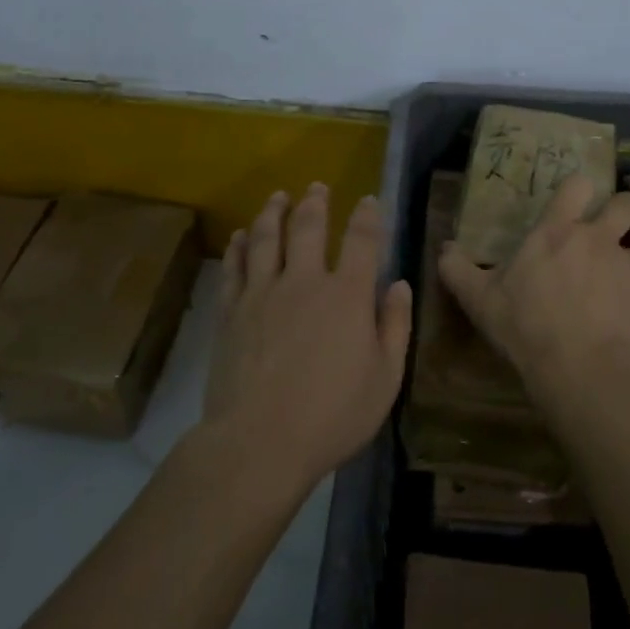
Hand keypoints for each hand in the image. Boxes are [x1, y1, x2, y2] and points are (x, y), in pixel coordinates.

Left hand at [205, 183, 412, 494]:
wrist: (259, 442)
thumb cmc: (332, 416)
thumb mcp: (385, 379)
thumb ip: (395, 327)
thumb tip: (399, 284)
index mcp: (347, 295)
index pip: (361, 240)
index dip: (367, 215)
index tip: (368, 200)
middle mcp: (304, 281)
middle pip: (308, 227)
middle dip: (315, 202)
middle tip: (317, 186)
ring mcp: (263, 293)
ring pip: (266, 237)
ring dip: (273, 212)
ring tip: (278, 196)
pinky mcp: (231, 311)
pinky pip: (234, 267)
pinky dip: (238, 246)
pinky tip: (240, 236)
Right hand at [438, 174, 629, 398]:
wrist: (581, 370)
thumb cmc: (525, 325)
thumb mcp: (479, 299)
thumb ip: (457, 269)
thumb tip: (443, 248)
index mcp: (557, 231)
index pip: (579, 185)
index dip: (579, 189)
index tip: (573, 201)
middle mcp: (597, 240)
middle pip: (625, 204)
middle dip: (618, 210)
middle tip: (603, 229)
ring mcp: (626, 269)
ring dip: (619, 262)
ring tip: (604, 287)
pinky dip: (627, 299)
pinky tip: (611, 322)